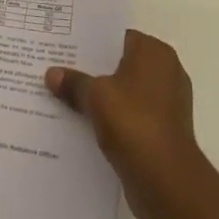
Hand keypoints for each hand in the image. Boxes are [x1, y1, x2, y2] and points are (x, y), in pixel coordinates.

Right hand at [46, 30, 205, 218]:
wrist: (166, 181)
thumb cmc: (134, 123)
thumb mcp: (95, 96)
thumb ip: (73, 82)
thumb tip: (52, 74)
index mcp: (155, 53)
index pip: (117, 37)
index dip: (89, 42)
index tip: (63, 45)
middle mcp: (166, 72)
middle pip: (119, 64)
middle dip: (91, 69)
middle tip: (57, 69)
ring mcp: (166, 103)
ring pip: (123, 91)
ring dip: (100, 96)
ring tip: (63, 96)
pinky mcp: (162, 130)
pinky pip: (129, 115)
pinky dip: (111, 118)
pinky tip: (82, 123)